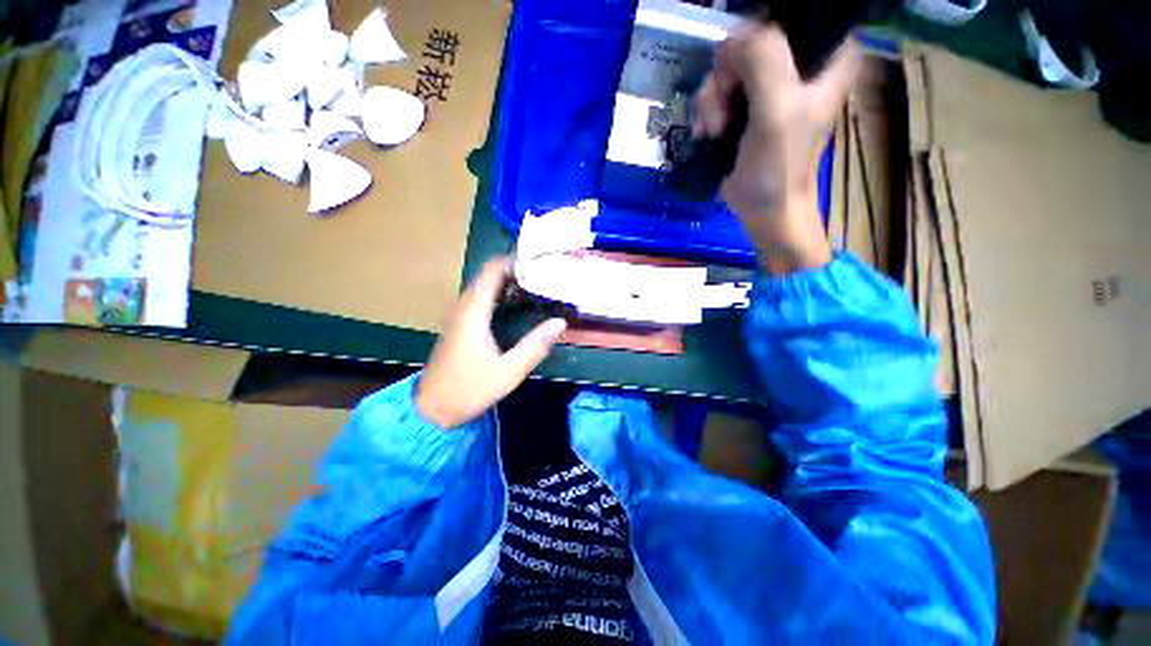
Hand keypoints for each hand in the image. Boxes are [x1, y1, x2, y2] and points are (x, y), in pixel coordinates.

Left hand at [416, 257, 566, 428]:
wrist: (432, 409)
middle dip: (517, 270)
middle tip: (546, 274)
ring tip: (539, 285)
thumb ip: (535, 345)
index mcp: (473, 311)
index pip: (492, 270)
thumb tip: (560, 322)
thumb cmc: (469, 389)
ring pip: (486, 286)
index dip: (515, 260)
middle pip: (490, 275)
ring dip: (510, 283)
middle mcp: (464, 306)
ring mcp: (460, 315)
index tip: (541, 261)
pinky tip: (520, 305)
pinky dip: (502, 295)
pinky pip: (483, 299)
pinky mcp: (461, 325)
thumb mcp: (508, 371)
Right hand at [694, 25, 860, 273]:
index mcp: (826, 55)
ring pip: (729, 67)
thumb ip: (762, 60)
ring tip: (714, 129)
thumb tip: (732, 40)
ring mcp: (770, 86)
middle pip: (750, 41)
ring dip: (713, 99)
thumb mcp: (776, 108)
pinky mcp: (746, 107)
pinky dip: (708, 111)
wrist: (764, 208)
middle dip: (728, 75)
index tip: (744, 68)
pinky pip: (719, 91)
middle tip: (724, 107)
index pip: (789, 18)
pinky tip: (707, 133)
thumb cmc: (778, 165)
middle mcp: (799, 64)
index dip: (758, 36)